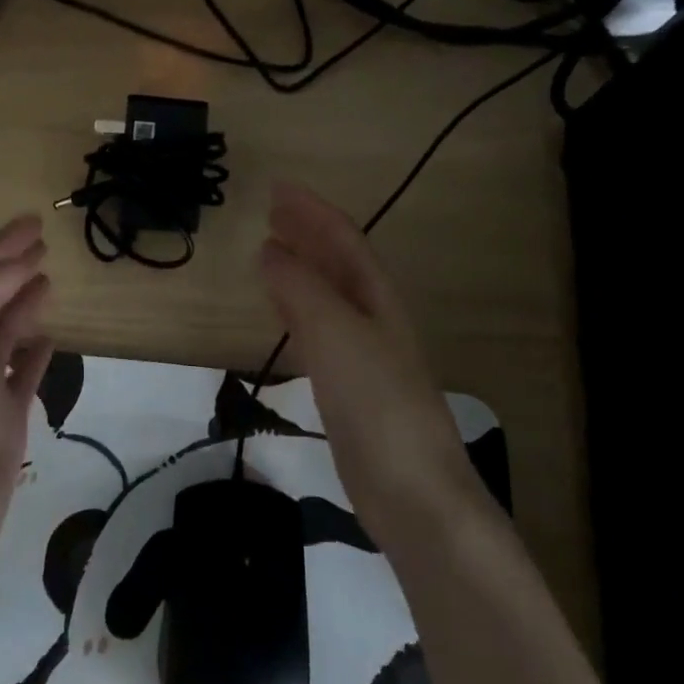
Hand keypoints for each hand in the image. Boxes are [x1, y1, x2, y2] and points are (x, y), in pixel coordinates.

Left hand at [0, 215, 53, 599]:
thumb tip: (15, 262)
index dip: (0, 246)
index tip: (33, 221)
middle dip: (12, 269)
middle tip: (44, 244)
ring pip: (7, 336)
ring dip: (24, 306)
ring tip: (48, 281)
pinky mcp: (6, 426)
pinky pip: (24, 378)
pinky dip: (35, 356)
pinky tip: (50, 340)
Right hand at [258, 181, 482, 540]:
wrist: (413, 494)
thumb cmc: (378, 405)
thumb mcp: (337, 336)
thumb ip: (301, 290)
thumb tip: (269, 251)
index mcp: (377, 299)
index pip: (344, 240)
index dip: (312, 212)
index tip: (277, 189)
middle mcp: (374, 320)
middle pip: (338, 264)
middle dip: (308, 234)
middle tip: (272, 212)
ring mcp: (363, 357)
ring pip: (328, 297)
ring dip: (301, 270)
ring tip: (270, 252)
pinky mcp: (349, 391)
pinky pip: (318, 332)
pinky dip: (297, 312)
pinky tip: (283, 317)